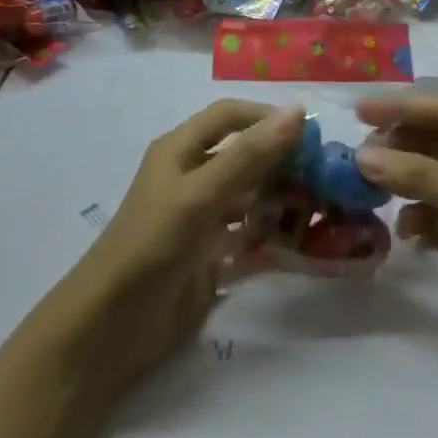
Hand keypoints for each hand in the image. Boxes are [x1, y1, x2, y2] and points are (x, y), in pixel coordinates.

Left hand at [43, 101, 304, 397]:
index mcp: (181, 149)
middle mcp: (192, 176)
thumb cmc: (153, 243)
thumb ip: (249, 154)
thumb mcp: (202, 193)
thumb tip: (297, 112)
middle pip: (243, 153)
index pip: (230, 116)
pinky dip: (271, 231)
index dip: (266, 116)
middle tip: (324, 171)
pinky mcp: (209, 253)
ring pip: (249, 193)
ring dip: (279, 195)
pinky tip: (299, 238)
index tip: (310, 131)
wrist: (114, 325)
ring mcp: (201, 216)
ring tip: (320, 204)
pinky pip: (247, 232)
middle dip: (280, 158)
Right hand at [355, 94, 437, 376]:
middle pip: (430, 142)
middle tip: (356, 160)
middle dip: (395, 146)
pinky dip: (415, 220)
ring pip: (427, 179)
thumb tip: (362, 157)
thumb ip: (422, 176)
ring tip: (368, 193)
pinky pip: (432, 217)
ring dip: (400, 182)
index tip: (357, 114)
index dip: (399, 108)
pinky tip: (403, 233)